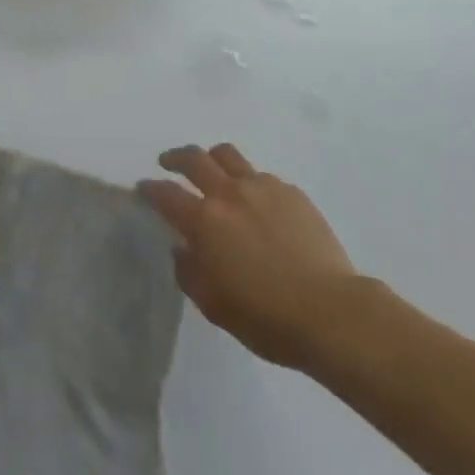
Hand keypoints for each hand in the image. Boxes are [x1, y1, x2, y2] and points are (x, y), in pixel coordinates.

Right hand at [139, 143, 357, 367]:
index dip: (150, 189)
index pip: (166, 194)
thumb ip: (190, 273)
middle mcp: (229, 193)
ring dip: (212, 158)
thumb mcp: (215, 306)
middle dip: (176, 157)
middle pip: (195, 158)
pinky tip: (256, 202)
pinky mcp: (291, 192)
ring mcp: (262, 187)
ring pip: (228, 155)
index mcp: (205, 221)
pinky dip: (248, 181)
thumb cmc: (267, 318)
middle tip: (168, 163)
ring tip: (211, 169)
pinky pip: (261, 176)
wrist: (331, 311)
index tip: (144, 188)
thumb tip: (182, 249)